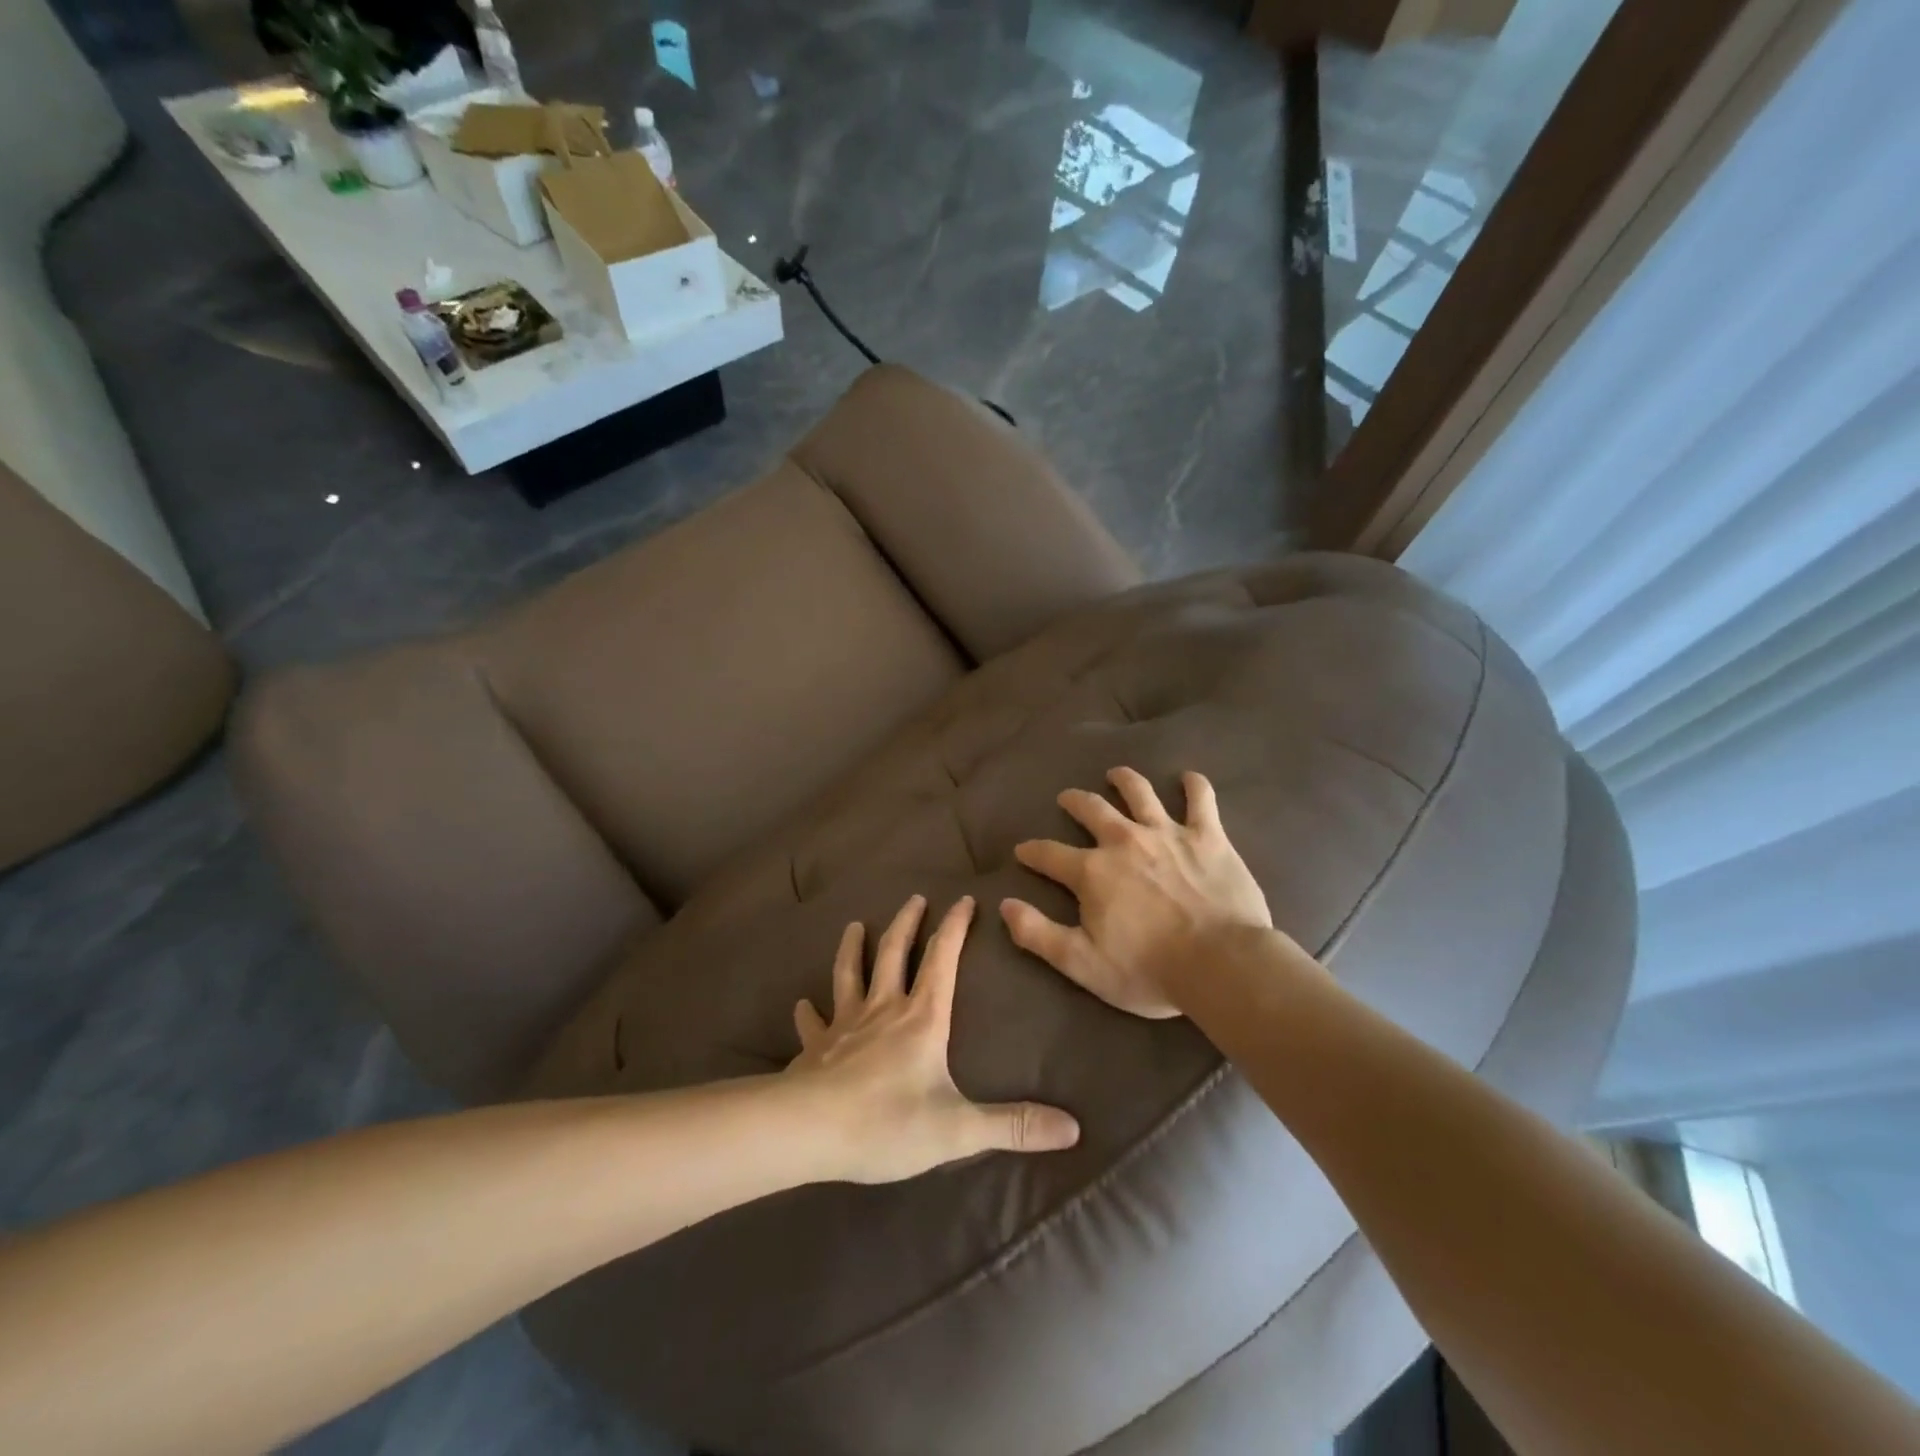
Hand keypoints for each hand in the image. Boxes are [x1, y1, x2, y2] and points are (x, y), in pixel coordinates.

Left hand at [786, 894, 1080, 1182]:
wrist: (809, 1131)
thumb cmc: (887, 1123)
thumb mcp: (958, 1129)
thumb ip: (1014, 1126)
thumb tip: (1073, 1129)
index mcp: (921, 1018)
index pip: (942, 959)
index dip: (955, 928)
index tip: (964, 899)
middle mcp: (883, 1009)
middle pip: (894, 953)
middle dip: (907, 923)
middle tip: (914, 899)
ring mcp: (844, 1025)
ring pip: (849, 974)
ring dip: (853, 948)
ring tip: (854, 925)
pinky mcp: (816, 1048)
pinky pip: (812, 1023)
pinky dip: (808, 1011)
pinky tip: (803, 1004)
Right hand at [1000, 767, 1272, 1017]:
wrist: (1221, 963)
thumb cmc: (1148, 969)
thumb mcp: (1081, 963)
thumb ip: (1038, 934)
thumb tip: (1005, 905)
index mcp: (1092, 871)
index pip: (1049, 854)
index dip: (1032, 851)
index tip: (1023, 850)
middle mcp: (1124, 841)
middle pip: (1092, 810)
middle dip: (1075, 802)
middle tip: (1067, 798)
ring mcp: (1167, 833)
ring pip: (1140, 793)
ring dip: (1125, 780)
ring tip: (1117, 774)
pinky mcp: (1207, 836)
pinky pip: (1201, 800)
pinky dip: (1194, 786)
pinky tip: (1189, 779)